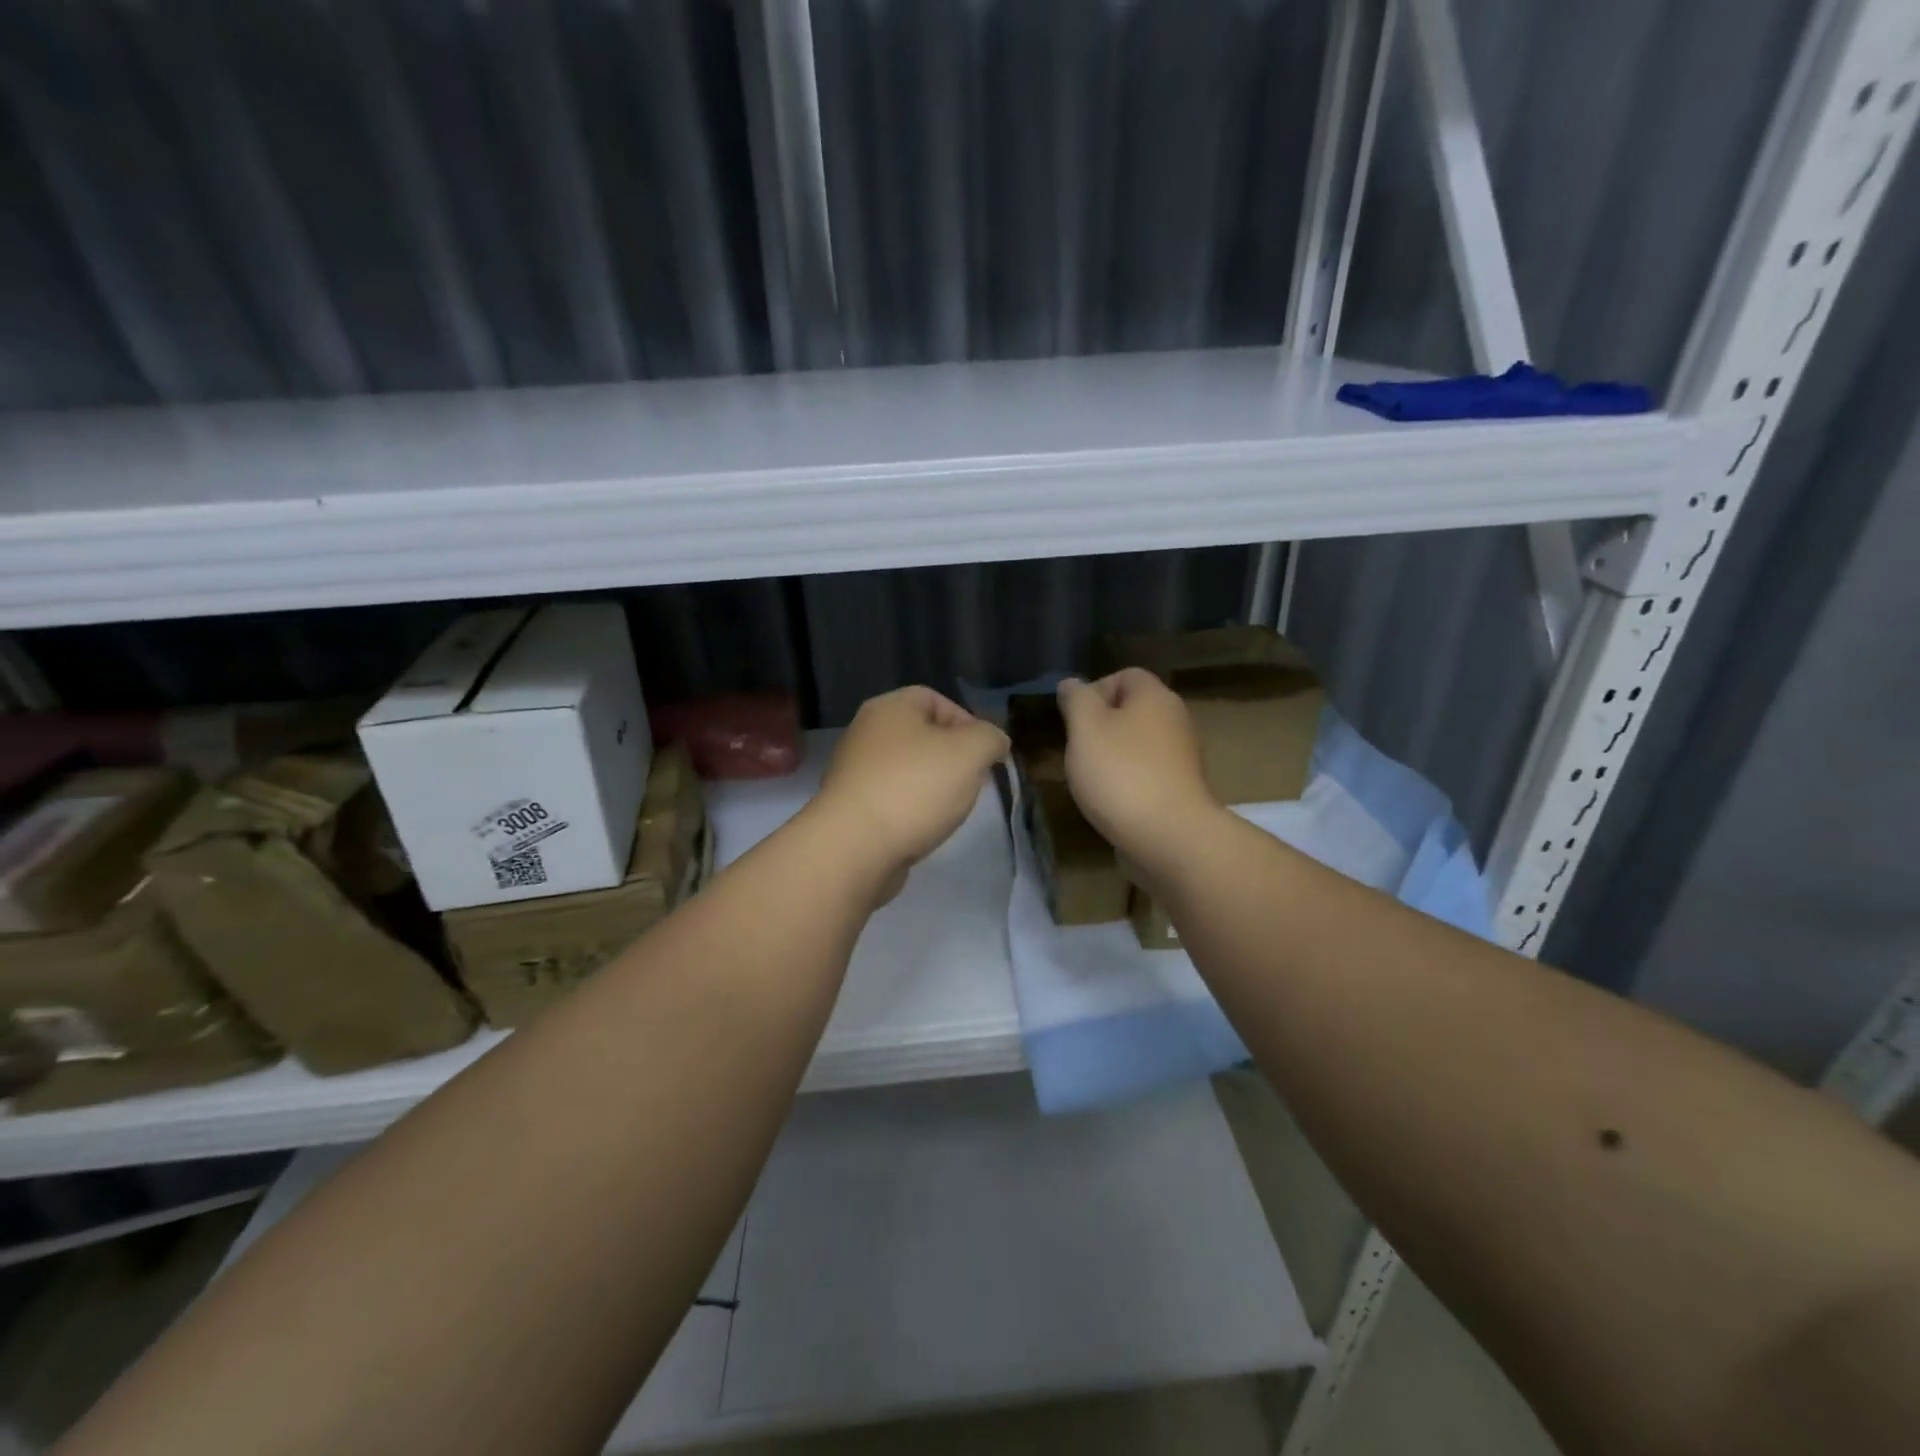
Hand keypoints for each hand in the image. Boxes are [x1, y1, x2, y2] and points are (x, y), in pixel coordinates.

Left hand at [816, 687, 1009, 878]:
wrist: (855, 847)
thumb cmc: (915, 787)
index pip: (935, 699)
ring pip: (908, 769)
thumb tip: (994, 742)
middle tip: (974, 781)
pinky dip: (912, 808)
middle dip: (953, 757)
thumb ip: (990, 738)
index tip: (986, 753)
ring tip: (951, 807)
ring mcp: (854, 771)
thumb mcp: (971, 752)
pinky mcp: (851, 807)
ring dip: (933, 785)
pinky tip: (924, 826)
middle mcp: (866, 732)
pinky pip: (892, 798)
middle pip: (921, 735)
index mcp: (890, 707)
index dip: (967, 721)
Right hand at [1057, 670, 1216, 860]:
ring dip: (1115, 754)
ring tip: (1093, 778)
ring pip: (1140, 741)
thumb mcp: (1085, 728)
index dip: (1094, 690)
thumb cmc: (1121, 773)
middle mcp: (1176, 717)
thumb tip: (1072, 683)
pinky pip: (1149, 769)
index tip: (1074, 719)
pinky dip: (1130, 778)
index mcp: (1154, 695)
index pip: (1124, 675)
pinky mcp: (1183, 785)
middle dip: (1102, 725)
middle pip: (1133, 709)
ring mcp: (1183, 753)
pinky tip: (1115, 799)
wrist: (1170, 835)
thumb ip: (1076, 700)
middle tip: (1079, 749)